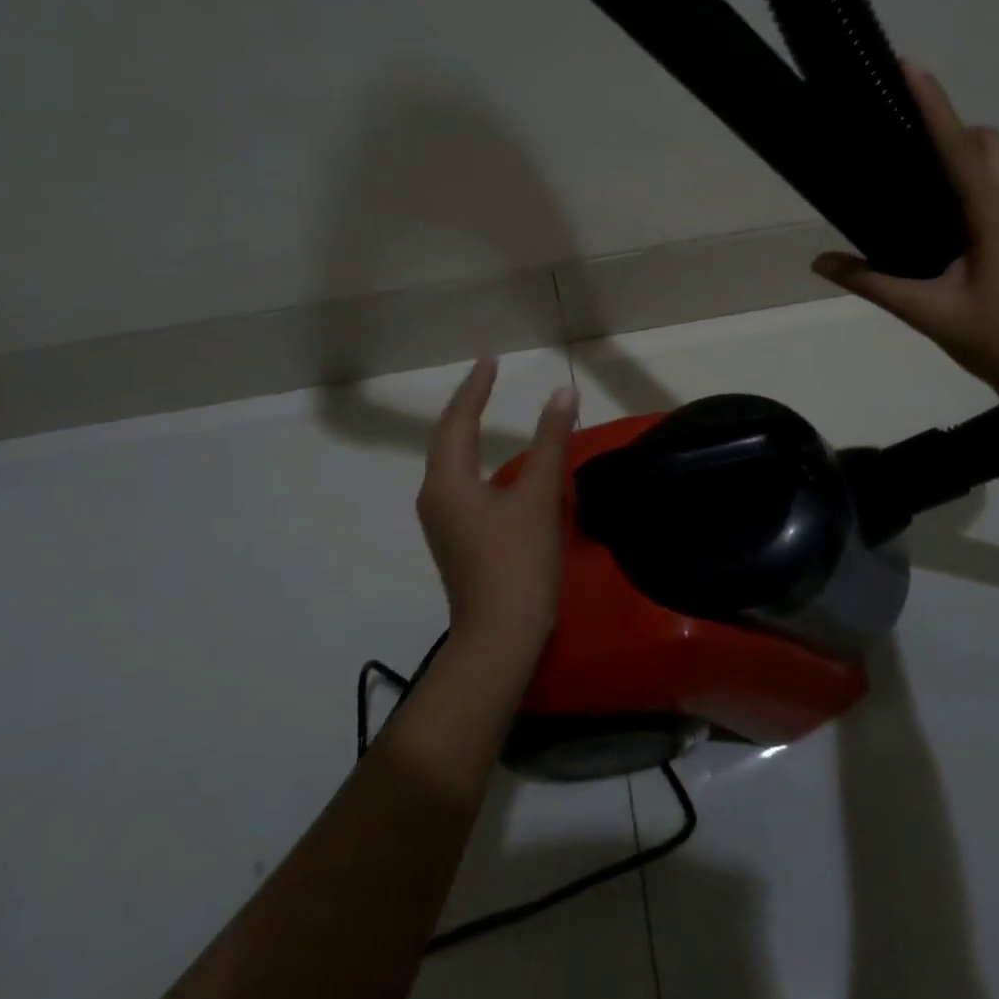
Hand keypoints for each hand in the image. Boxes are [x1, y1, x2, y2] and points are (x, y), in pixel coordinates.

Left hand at [417, 358, 577, 665]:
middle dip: (465, 403)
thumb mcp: (539, 497)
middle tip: (486, 375)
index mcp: (448, 480)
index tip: (490, 359)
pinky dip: (471, 456)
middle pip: (445, 437)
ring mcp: (441, 520)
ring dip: (464, 430)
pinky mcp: (453, 537)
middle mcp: (435, 495)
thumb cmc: (518, 563)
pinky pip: (457, 480)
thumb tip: (563, 393)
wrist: (498, 638)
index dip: (476, 387)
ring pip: (448, 460)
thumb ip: (550, 441)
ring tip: (484, 406)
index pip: (459, 419)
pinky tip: (489, 460)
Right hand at [812, 61, 998, 401]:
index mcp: (996, 217)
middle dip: (949, 126)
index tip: (912, 66)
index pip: (959, 148)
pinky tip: (963, 208)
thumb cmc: (994, 341)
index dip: (933, 105)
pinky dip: (987, 173)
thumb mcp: (926, 313)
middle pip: (986, 141)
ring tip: (927, 172)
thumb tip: (818, 262)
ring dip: (969, 149)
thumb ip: (871, 282)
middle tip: (904, 142)